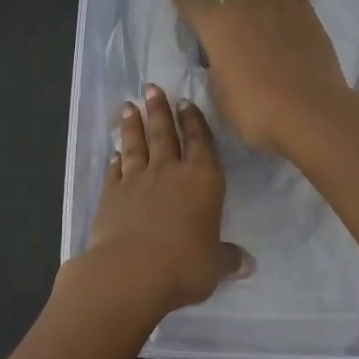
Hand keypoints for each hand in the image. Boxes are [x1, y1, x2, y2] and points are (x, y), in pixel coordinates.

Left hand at [77, 84, 249, 314]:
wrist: (132, 271)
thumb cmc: (185, 264)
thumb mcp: (214, 265)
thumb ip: (227, 258)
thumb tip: (247, 263)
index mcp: (202, 180)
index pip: (200, 142)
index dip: (194, 121)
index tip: (185, 102)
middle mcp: (169, 172)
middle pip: (164, 133)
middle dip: (159, 110)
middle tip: (151, 87)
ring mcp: (136, 181)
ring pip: (135, 145)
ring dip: (132, 125)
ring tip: (128, 106)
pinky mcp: (110, 196)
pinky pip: (114, 172)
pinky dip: (114, 161)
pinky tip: (113, 154)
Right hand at [169, 0, 358, 156]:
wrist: (311, 114)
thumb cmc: (257, 111)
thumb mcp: (221, 94)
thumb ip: (216, 67)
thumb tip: (220, 56)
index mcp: (218, 25)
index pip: (192, 0)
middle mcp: (247, 5)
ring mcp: (282, 6)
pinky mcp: (309, 16)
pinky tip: (279, 6)